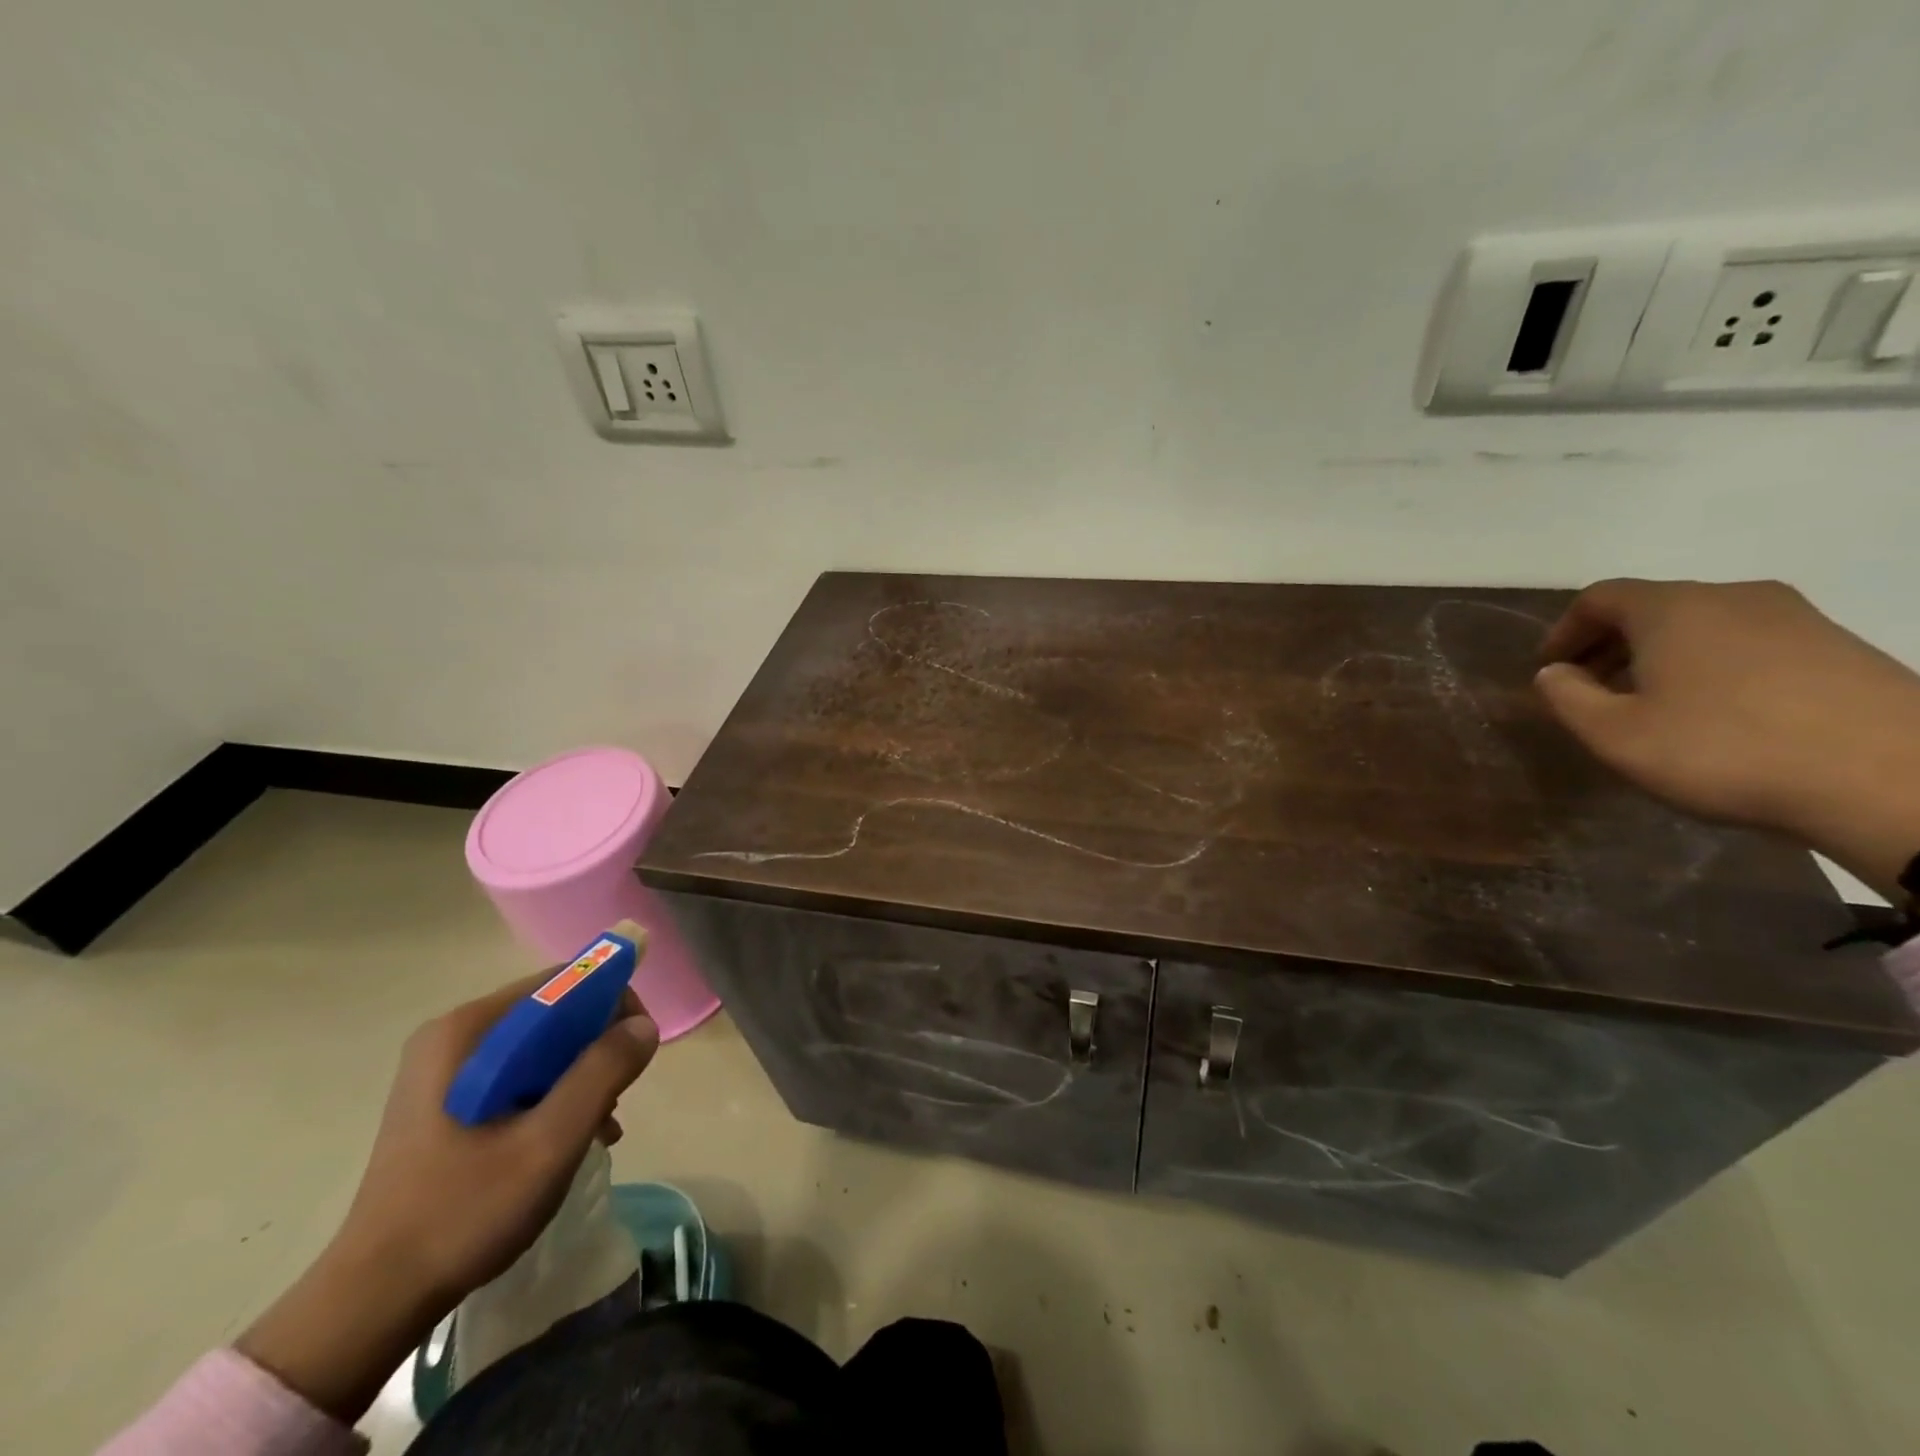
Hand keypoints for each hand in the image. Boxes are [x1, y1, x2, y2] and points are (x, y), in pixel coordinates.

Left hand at [237, 970, 658, 1422]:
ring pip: (541, 1046)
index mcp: (470, 1030)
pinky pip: (520, 1073)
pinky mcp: (446, 1100)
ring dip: (579, 1077)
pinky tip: (567, 1139)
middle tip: (614, 1100)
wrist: (373, 1300)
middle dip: (596, 1049)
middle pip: (554, 1013)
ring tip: (597, 1127)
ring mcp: (446, 1069)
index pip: (565, 982)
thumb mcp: (550, 1141)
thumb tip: (644, 1025)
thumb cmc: (464, 1212)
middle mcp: (454, 1035)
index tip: (637, 1049)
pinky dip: (552, 1095)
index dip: (613, 1005)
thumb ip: (602, 1071)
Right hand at [1535, 577, 1919, 898]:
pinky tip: (1716, 714)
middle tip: (1591, 692)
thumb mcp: (1614, 734)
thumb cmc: (1725, 750)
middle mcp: (1733, 597)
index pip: (1599, 598)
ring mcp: (1796, 618)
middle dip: (1611, 646)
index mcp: (1674, 608)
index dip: (1564, 631)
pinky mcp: (1839, 647)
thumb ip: (1567, 697)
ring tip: (1651, 706)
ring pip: (1703, 625)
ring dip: (1662, 657)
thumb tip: (1555, 673)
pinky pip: (1749, 644)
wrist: (1896, 779)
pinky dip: (1712, 667)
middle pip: (1652, 607)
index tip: (1551, 670)